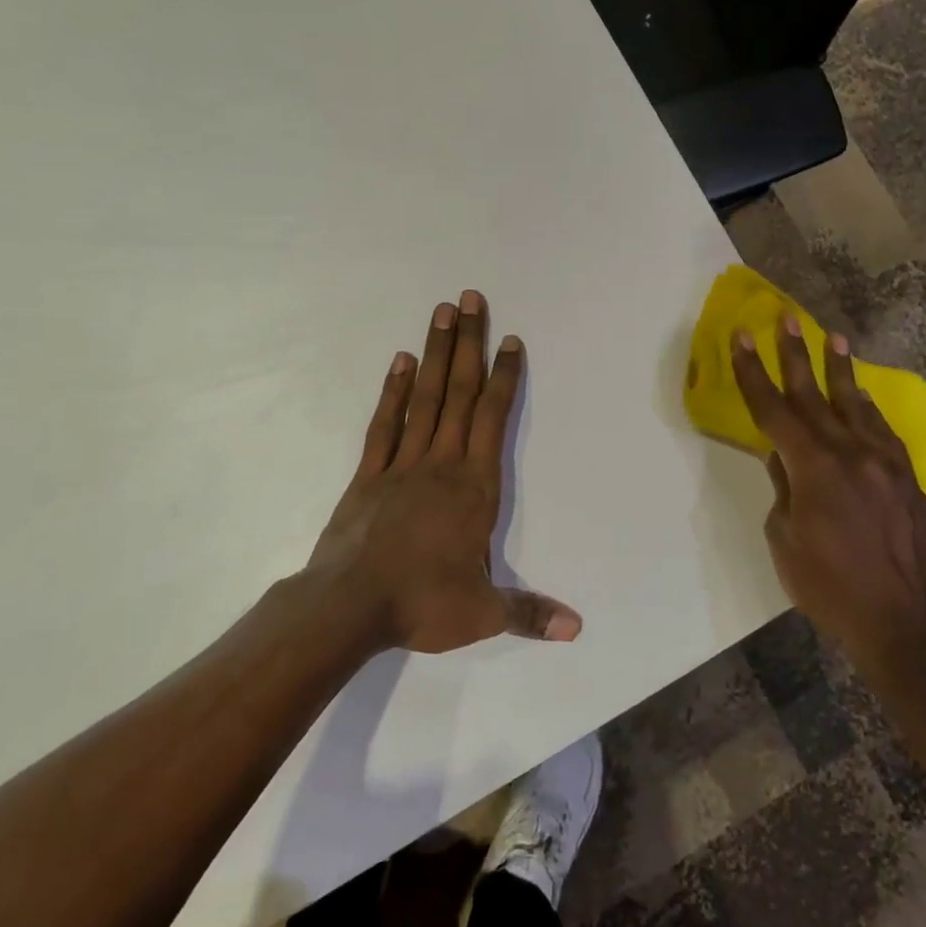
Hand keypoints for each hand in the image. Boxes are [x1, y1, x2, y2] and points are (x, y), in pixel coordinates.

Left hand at [307, 291, 581, 654]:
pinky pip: (385, 423)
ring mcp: (402, 463)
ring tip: (443, 312)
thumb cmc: (421, 603)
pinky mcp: (369, 474)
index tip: (510, 340)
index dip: (504, 377)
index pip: (494, 419)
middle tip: (472, 298)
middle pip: (460, 393)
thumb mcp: (482, 613)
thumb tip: (578, 628)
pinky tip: (401, 361)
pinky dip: (395, 390)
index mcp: (474, 487)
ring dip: (436, 353)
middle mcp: (441, 463)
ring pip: (425, 397)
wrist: (347, 607)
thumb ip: (529, 613)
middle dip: (470, 344)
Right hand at [729, 316, 925, 655]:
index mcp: (814, 467)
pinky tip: (862, 398)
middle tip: (786, 318)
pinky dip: (868, 410)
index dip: (754, 373)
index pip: (774, 410)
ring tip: (834, 338)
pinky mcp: (908, 479)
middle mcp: (851, 453)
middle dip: (796, 354)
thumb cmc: (828, 586)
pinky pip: (883, 432)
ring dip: (841, 370)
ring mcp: (885, 463)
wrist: (900, 622)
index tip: (742, 338)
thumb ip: (783, 487)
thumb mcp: (784, 538)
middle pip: (815, 395)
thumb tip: (783, 458)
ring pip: (856, 405)